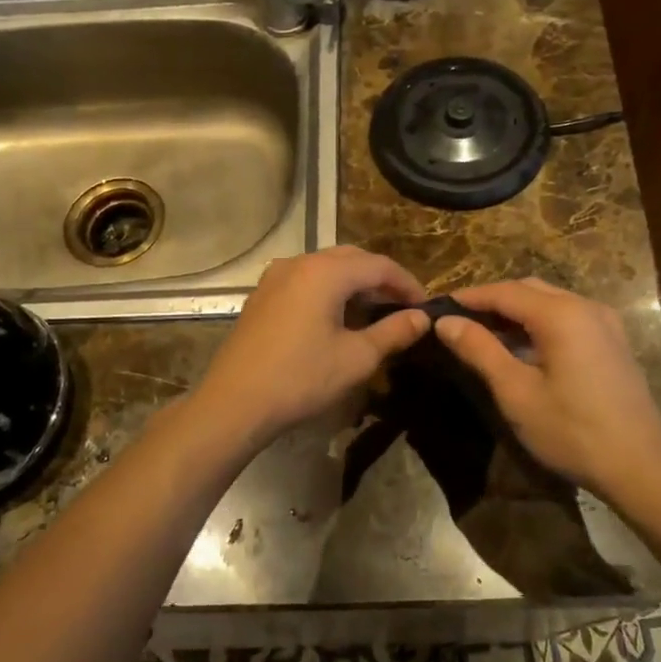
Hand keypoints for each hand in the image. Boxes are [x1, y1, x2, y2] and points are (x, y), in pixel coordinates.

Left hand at [193, 246, 430, 444]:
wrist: (235, 402)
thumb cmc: (301, 378)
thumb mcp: (357, 358)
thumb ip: (393, 332)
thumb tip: (422, 318)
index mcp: (325, 272)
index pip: (379, 265)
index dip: (407, 283)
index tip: (425, 307)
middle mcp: (299, 263)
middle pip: (352, 259)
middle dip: (381, 279)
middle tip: (402, 307)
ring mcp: (275, 277)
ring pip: (326, 267)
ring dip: (354, 284)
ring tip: (373, 312)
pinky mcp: (262, 295)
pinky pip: (305, 280)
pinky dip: (328, 290)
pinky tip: (336, 318)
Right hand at [435, 278, 660, 496]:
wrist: (640, 465)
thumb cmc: (572, 431)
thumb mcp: (516, 392)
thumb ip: (480, 350)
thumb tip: (445, 323)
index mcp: (560, 314)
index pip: (504, 292)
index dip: (469, 298)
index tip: (438, 309)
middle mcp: (585, 306)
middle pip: (528, 289)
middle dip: (492, 300)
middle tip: (459, 321)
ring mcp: (605, 322)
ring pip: (550, 301)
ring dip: (516, 310)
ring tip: (485, 333)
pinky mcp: (613, 341)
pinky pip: (568, 316)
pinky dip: (539, 321)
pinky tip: (524, 346)